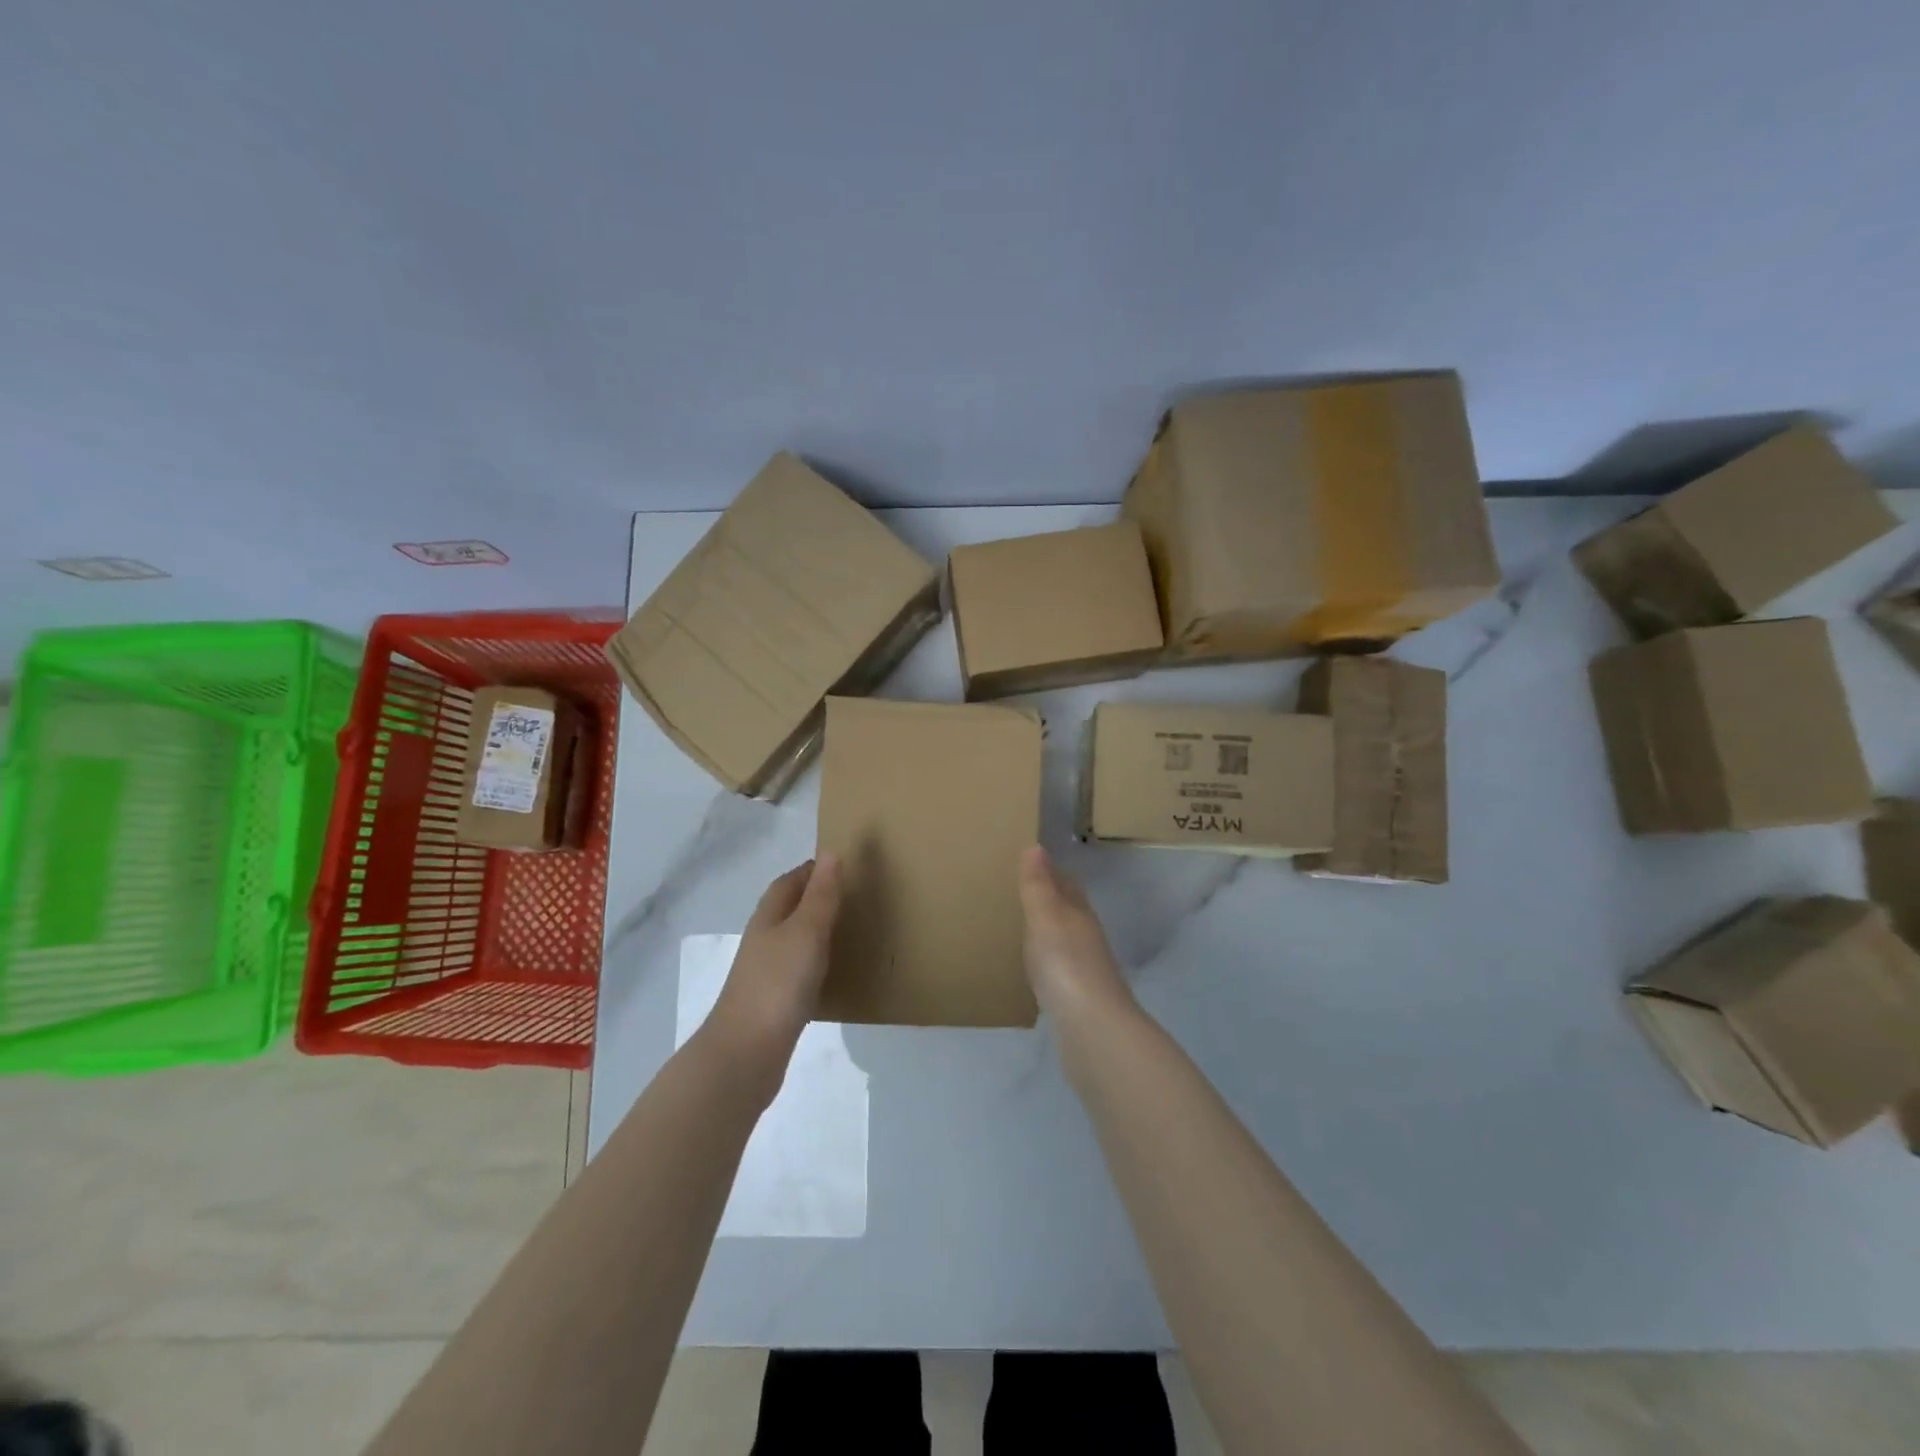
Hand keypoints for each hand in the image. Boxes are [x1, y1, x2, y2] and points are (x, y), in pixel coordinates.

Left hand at [702, 855, 841, 1092]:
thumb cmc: (778, 982)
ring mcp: (766, 972)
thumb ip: (821, 895)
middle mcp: (764, 939)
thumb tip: (830, 852)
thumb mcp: (806, 931)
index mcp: (769, 917)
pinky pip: (799, 970)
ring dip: (818, 931)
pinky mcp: (774, 1002)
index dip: (813, 871)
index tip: (845, 865)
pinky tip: (835, 974)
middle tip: (855, 896)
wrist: (746, 1052)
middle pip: (790, 909)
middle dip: (817, 898)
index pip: (790, 881)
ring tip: (852, 931)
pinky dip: (817, 963)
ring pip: (794, 940)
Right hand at [1017, 846, 1132, 1022]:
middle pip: (1069, 910)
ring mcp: (1084, 969)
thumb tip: (1036, 846)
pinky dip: (1046, 961)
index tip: (1030, 862)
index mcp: (1079, 913)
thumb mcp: (1046, 917)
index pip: (1067, 884)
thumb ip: (1039, 885)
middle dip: (1050, 899)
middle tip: (1019, 892)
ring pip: (1065, 939)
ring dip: (1047, 931)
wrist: (1092, 1028)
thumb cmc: (1066, 964)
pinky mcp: (1077, 998)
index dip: (1051, 872)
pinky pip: (1059, 968)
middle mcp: (1086, 936)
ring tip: (1020, 927)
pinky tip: (1033, 968)